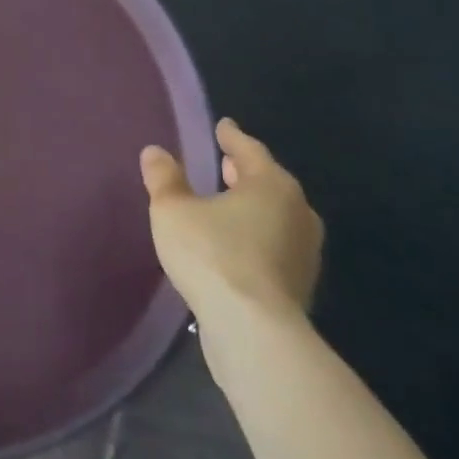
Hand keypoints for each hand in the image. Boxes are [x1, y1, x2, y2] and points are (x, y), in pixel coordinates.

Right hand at [141, 118, 323, 355]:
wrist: (254, 332)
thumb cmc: (213, 255)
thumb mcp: (173, 209)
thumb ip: (164, 178)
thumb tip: (155, 152)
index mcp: (271, 185)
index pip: (249, 149)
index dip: (231, 137)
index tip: (222, 126)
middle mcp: (297, 212)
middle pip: (268, 182)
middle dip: (244, 172)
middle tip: (224, 163)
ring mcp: (304, 252)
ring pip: (275, 215)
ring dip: (252, 206)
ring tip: (226, 203)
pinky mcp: (299, 285)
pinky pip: (274, 245)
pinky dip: (255, 235)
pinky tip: (234, 243)